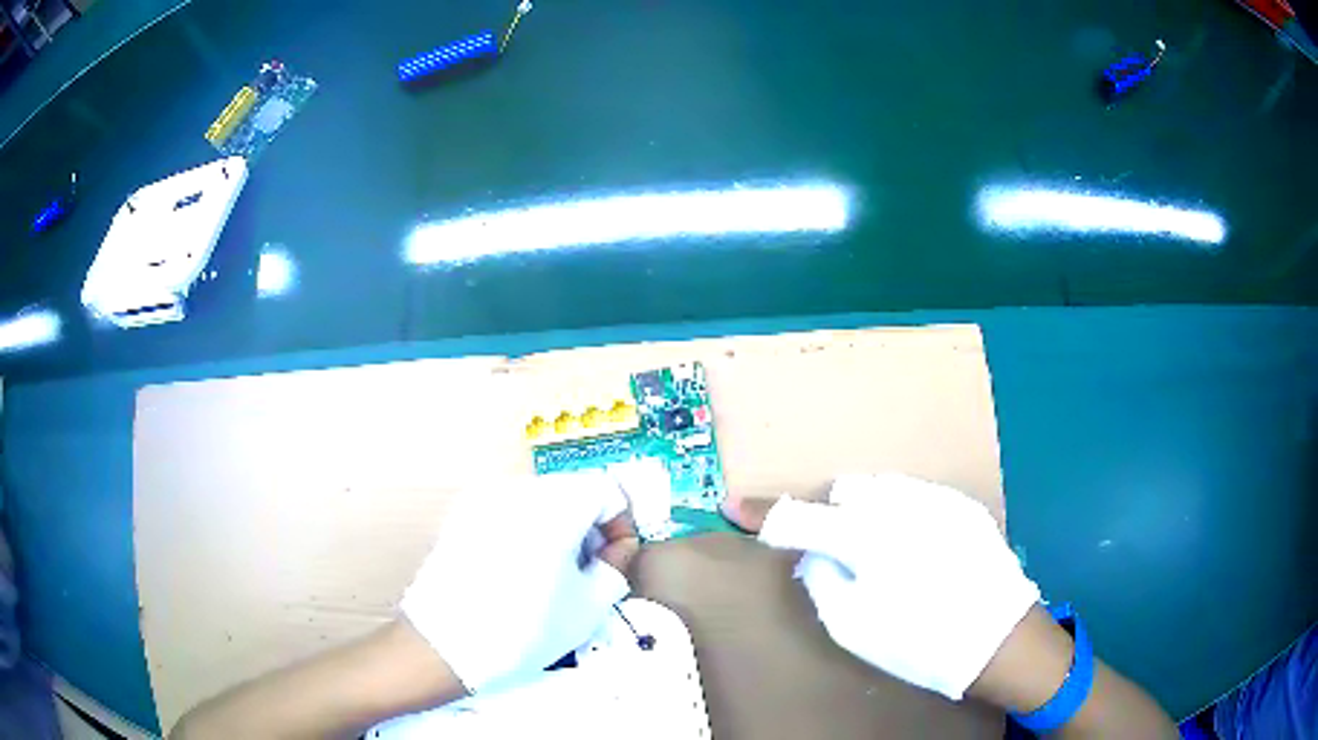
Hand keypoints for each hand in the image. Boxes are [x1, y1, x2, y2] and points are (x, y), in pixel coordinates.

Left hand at [402, 470, 637, 693]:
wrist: (446, 644)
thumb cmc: (525, 629)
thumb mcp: (589, 606)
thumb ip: (616, 566)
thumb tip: (616, 548)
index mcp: (556, 504)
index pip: (606, 489)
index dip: (620, 523)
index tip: (615, 557)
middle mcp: (519, 489)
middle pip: (571, 491)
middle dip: (589, 526)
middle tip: (588, 571)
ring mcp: (484, 499)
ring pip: (540, 501)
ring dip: (559, 528)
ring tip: (553, 576)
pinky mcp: (461, 515)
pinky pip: (509, 512)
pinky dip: (526, 531)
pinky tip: (518, 573)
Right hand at [738, 473, 1040, 700]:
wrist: (999, 638)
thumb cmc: (920, 642)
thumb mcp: (853, 627)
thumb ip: (822, 580)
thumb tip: (814, 554)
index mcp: (868, 539)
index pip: (800, 517)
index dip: (762, 514)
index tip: (731, 506)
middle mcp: (902, 504)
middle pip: (845, 492)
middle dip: (834, 518)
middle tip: (843, 557)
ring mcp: (937, 499)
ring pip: (882, 488)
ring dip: (870, 513)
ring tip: (887, 553)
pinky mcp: (962, 504)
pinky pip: (916, 496)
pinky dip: (904, 516)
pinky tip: (923, 551)